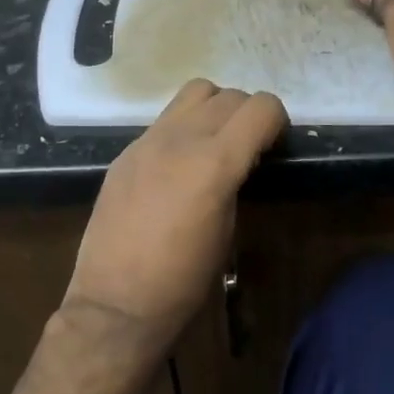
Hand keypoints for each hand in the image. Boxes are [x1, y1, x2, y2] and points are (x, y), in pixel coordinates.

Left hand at [63, 80, 287, 357]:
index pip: (260, 107)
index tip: (274, 144)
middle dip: (247, 115)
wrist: (116, 301)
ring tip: (214, 143)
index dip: (276, 121)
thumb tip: (239, 161)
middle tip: (248, 147)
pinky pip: (164, 120)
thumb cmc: (183, 280)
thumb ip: (234, 182)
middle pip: (229, 96)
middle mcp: (181, 139)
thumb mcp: (226, 230)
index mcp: (215, 163)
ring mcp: (147, 142)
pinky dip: (183, 128)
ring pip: (194, 93)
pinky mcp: (125, 153)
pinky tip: (178, 163)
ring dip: (214, 109)